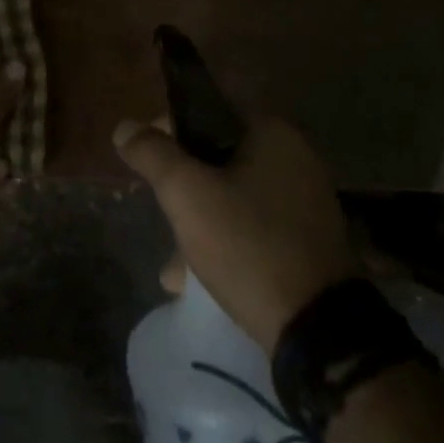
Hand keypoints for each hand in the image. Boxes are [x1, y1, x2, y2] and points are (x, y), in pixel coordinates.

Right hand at [114, 115, 362, 352]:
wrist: (318, 331)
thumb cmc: (248, 245)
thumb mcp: (187, 194)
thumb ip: (152, 154)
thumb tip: (125, 127)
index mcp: (272, 134)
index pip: (206, 111)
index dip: (167, 131)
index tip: (145, 162)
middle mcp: (295, 159)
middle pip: (216, 158)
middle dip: (181, 188)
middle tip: (161, 214)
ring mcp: (304, 203)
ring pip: (231, 197)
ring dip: (198, 222)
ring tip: (173, 266)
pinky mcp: (307, 243)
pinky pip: (252, 229)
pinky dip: (224, 243)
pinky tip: (197, 281)